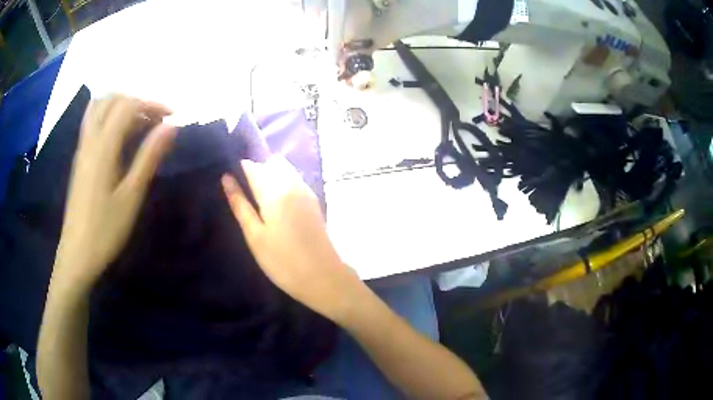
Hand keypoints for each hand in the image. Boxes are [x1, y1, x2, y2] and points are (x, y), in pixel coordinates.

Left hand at [53, 95, 175, 289]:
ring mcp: (82, 148)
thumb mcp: (131, 195)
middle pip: (111, 99)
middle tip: (155, 119)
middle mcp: (90, 139)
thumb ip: (149, 156)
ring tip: (139, 124)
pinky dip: (109, 117)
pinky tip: (120, 137)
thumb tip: (171, 126)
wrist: (77, 254)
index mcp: (103, 146)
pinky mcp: (80, 159)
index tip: (171, 116)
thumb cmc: (105, 229)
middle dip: (137, 101)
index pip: (128, 105)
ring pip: (99, 108)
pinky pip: (93, 122)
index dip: (152, 104)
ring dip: (121, 106)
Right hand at [221, 158, 361, 322]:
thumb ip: (240, 204)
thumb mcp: (254, 235)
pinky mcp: (313, 201)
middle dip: (256, 170)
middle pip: (271, 163)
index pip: (253, 166)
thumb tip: (226, 178)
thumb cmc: (282, 261)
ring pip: (285, 169)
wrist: (323, 277)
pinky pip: (294, 180)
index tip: (230, 178)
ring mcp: (306, 191)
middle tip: (244, 192)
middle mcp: (293, 183)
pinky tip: (276, 204)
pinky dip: (282, 182)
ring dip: (270, 175)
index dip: (240, 168)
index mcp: (275, 190)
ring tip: (257, 199)